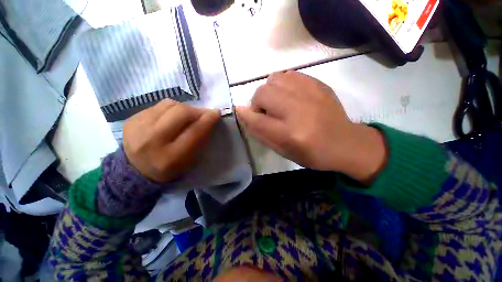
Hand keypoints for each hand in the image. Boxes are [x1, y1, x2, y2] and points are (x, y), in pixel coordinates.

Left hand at [123, 99, 219, 182]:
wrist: (136, 170)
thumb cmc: (170, 168)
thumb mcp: (190, 161)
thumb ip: (200, 140)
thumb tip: (208, 119)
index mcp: (170, 157)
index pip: (194, 132)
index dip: (208, 120)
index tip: (216, 113)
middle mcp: (152, 140)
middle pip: (181, 113)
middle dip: (197, 111)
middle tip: (203, 114)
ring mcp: (138, 127)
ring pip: (170, 104)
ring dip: (184, 108)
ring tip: (187, 116)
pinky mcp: (132, 119)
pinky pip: (158, 106)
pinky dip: (171, 109)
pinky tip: (172, 117)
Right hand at [237, 71, 386, 182]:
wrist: (344, 142)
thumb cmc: (311, 153)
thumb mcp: (282, 150)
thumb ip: (261, 132)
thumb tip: (244, 113)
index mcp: (289, 134)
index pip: (256, 119)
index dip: (245, 115)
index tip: (241, 112)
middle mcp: (297, 111)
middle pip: (262, 93)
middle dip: (257, 103)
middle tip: (266, 112)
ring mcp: (310, 93)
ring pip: (274, 79)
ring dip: (270, 91)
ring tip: (278, 102)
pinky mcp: (318, 84)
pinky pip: (289, 74)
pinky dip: (283, 84)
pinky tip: (290, 95)